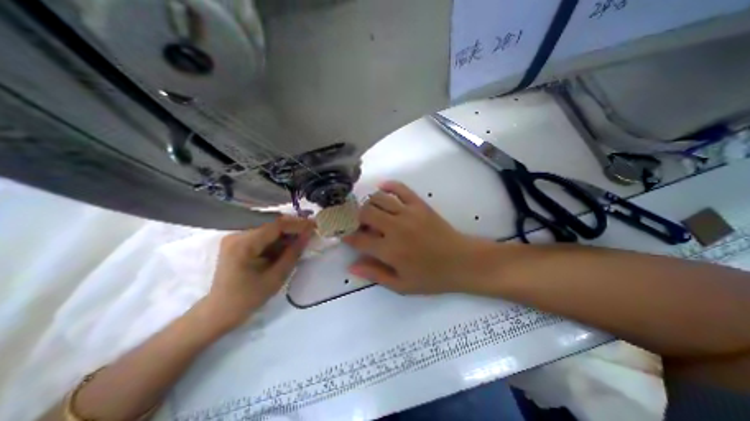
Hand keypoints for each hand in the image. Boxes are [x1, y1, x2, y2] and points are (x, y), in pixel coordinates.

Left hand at [203, 217, 313, 329]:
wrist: (219, 312)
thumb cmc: (247, 298)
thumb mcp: (276, 277)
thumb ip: (293, 253)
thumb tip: (309, 234)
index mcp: (243, 244)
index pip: (275, 225)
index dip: (298, 224)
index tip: (315, 225)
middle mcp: (237, 234)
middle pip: (272, 222)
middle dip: (293, 226)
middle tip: (311, 231)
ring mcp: (236, 236)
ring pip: (269, 227)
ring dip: (286, 232)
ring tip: (302, 239)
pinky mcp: (239, 241)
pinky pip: (263, 233)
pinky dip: (278, 238)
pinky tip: (287, 245)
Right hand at [343, 180, 490, 296]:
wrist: (462, 261)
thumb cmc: (431, 277)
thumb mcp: (401, 285)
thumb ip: (375, 274)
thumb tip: (351, 267)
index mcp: (389, 250)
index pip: (358, 238)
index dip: (347, 235)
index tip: (343, 234)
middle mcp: (395, 228)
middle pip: (365, 213)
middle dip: (355, 216)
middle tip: (356, 223)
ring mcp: (408, 213)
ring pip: (378, 199)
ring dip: (368, 203)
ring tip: (369, 210)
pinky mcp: (419, 205)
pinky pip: (400, 188)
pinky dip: (388, 185)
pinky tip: (382, 188)